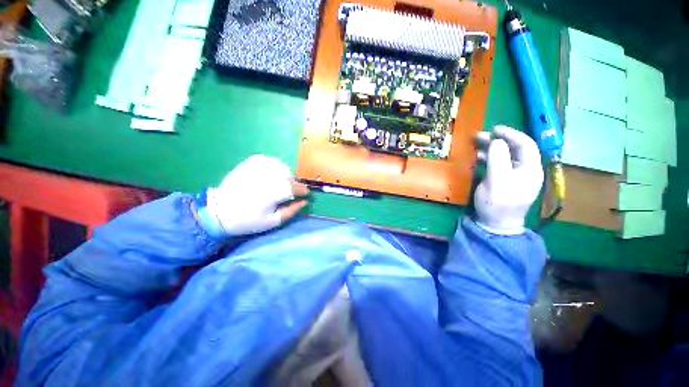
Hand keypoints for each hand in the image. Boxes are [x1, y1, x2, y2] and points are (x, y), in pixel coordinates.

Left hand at [199, 155, 309, 235]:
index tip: (306, 195)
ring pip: (282, 167)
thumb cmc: (248, 220)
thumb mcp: (273, 221)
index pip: (297, 187)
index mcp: (274, 192)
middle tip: (290, 192)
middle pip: (290, 176)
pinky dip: (275, 167)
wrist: (219, 211)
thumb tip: (305, 202)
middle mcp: (268, 176)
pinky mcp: (251, 163)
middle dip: (294, 184)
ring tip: (280, 184)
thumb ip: (292, 210)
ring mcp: (259, 167)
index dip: (303, 191)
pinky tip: (271, 175)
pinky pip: (271, 161)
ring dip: (286, 176)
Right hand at [474, 126, 543, 234]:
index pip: (525, 144)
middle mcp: (526, 170)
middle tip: (480, 136)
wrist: (497, 224)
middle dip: (498, 140)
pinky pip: (499, 165)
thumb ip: (498, 159)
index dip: (511, 134)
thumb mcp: (497, 180)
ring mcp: (516, 176)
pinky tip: (479, 158)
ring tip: (476, 145)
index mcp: (530, 168)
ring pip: (506, 156)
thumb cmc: (498, 203)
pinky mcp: (505, 181)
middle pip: (515, 149)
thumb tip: (496, 141)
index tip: (495, 129)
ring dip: (492, 148)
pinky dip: (489, 158)